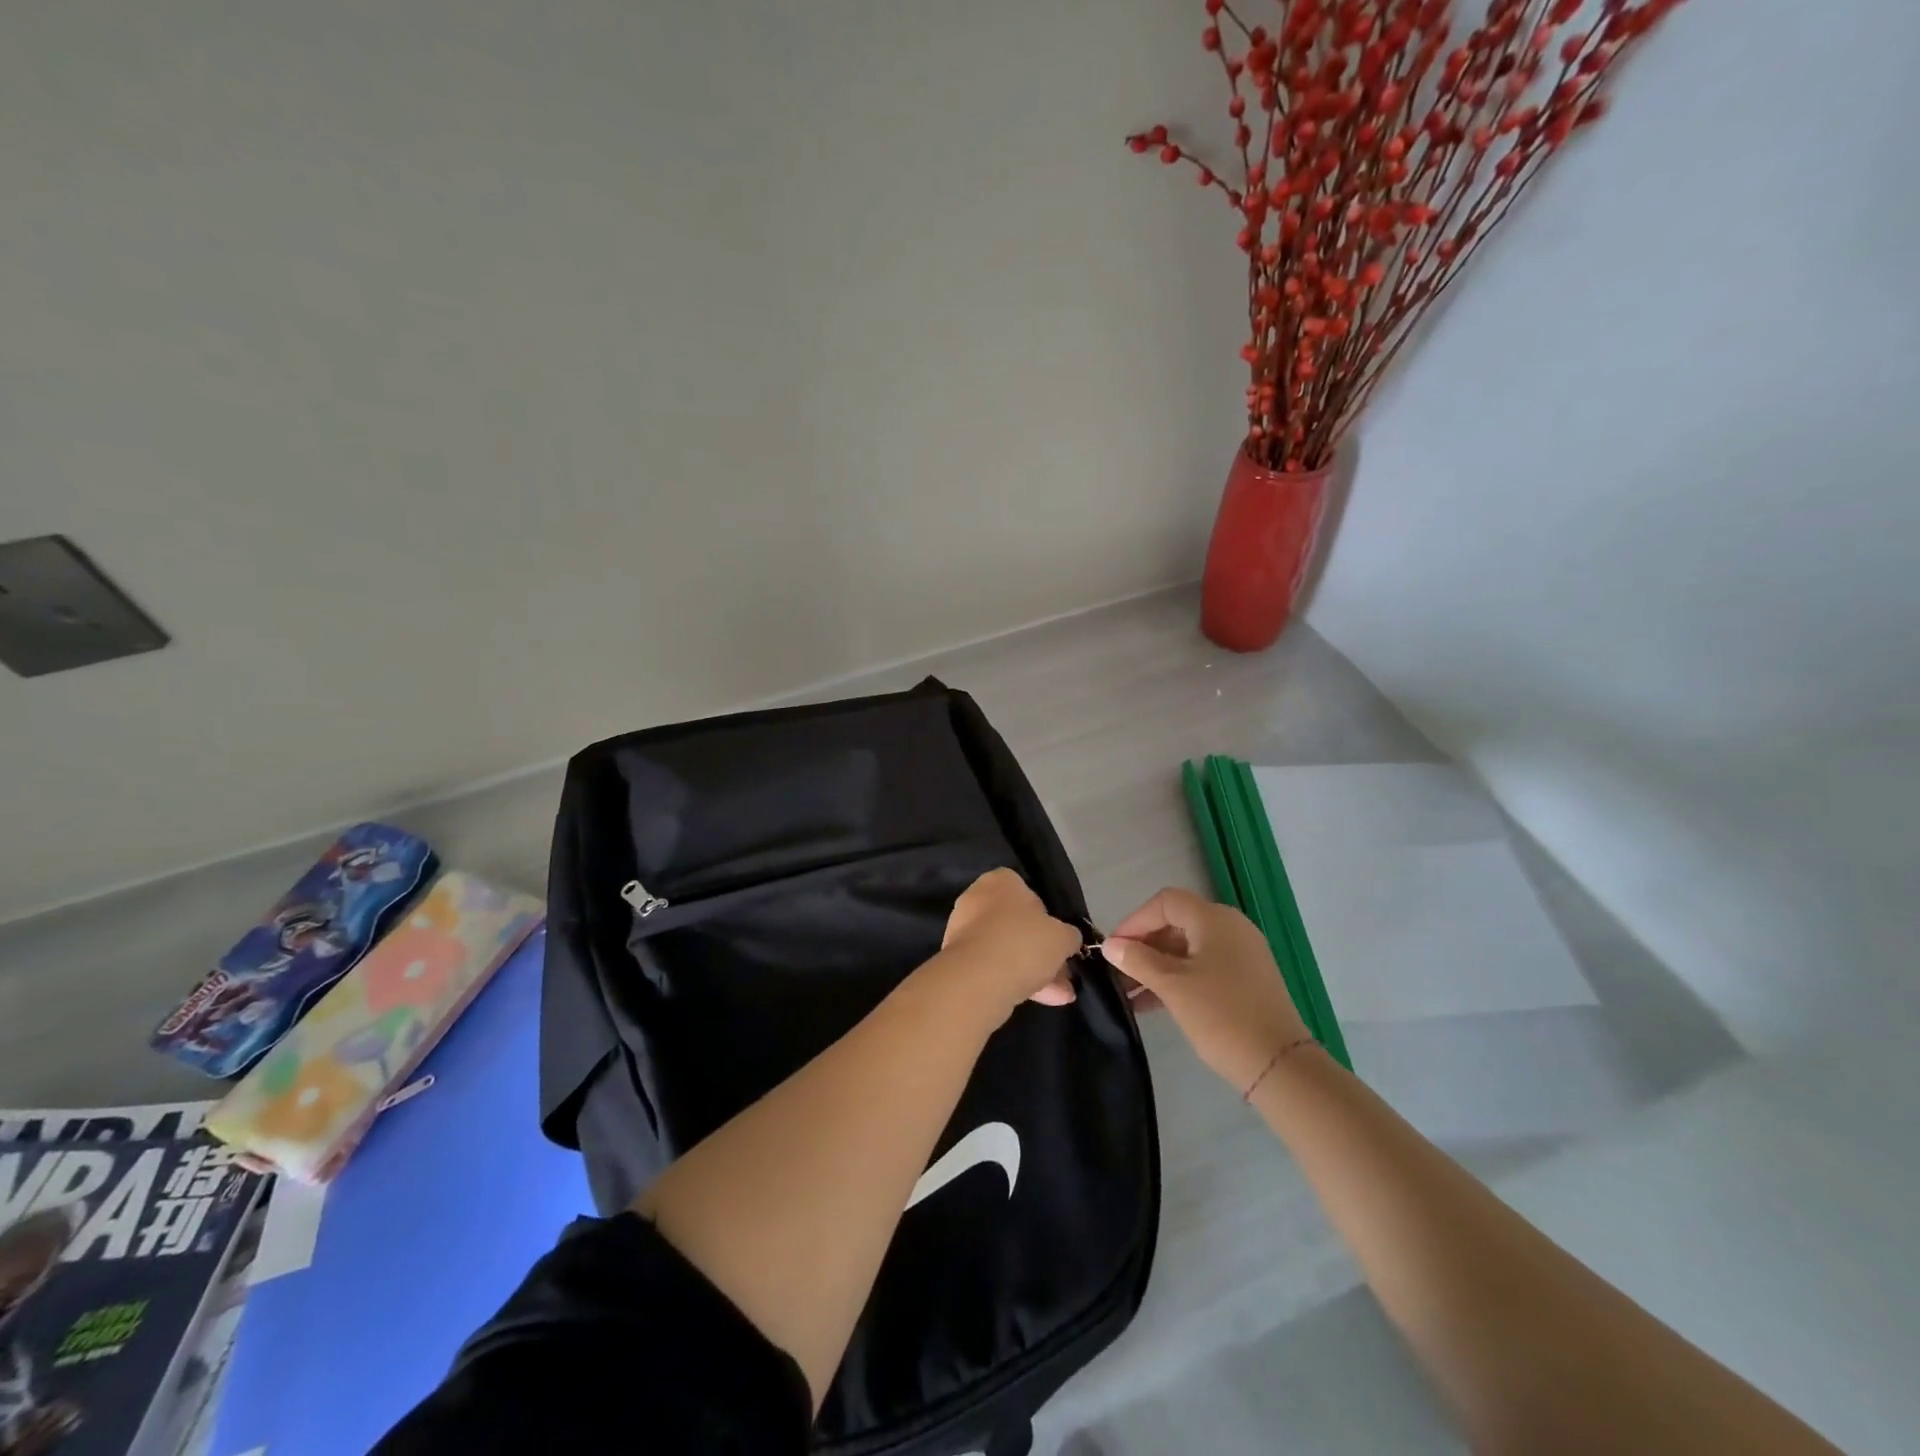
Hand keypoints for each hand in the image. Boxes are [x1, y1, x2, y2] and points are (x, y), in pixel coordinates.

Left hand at [941, 868, 1082, 1013]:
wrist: (978, 979)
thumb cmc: (1024, 943)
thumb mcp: (1062, 937)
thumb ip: (1068, 935)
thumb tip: (1067, 939)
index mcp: (1000, 881)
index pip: (1027, 892)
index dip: (1046, 917)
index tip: (1058, 939)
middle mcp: (977, 898)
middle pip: (1017, 925)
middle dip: (1042, 952)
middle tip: (1063, 974)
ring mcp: (963, 929)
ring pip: (1006, 949)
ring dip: (1033, 971)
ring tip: (1059, 997)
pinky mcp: (956, 959)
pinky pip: (992, 966)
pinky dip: (1013, 980)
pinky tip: (1039, 1000)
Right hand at [1100, 887, 1311, 1091]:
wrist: (1279, 1065)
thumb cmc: (1221, 1016)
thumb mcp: (1172, 986)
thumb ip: (1138, 960)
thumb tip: (1111, 946)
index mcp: (1214, 919)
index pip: (1165, 902)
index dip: (1134, 921)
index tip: (1114, 949)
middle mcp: (1231, 928)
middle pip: (1176, 923)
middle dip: (1144, 946)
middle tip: (1118, 972)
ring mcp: (1242, 954)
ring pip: (1188, 948)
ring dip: (1157, 966)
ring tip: (1129, 992)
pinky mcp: (1246, 979)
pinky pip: (1203, 967)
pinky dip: (1178, 978)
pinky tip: (1153, 1003)